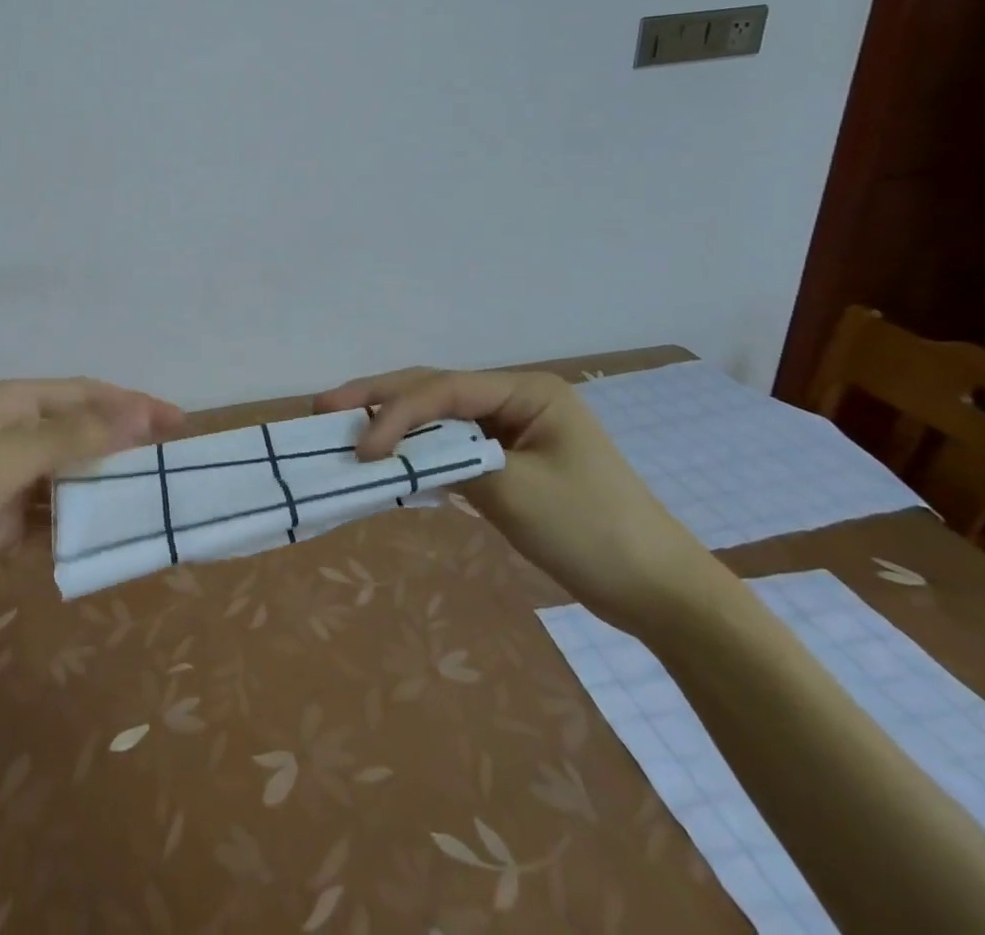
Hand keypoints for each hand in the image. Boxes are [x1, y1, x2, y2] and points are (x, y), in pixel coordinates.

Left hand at [0, 378, 182, 613]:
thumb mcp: (3, 460)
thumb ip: (70, 437)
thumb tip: (135, 412)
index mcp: (11, 404)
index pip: (85, 395)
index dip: (132, 403)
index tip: (177, 421)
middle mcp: (13, 432)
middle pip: (81, 431)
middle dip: (125, 443)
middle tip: (173, 461)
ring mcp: (8, 476)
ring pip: (70, 473)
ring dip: (105, 483)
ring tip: (151, 498)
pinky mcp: (2, 517)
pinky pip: (52, 511)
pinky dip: (79, 519)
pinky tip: (107, 532)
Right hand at [314, 367, 727, 633]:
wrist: (661, 593)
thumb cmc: (593, 532)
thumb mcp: (516, 492)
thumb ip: (451, 462)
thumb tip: (395, 455)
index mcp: (527, 390)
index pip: (444, 390)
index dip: (395, 413)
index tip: (361, 448)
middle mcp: (516, 399)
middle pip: (434, 390)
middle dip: (379, 399)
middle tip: (324, 407)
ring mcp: (512, 429)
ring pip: (439, 417)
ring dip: (394, 424)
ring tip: (343, 426)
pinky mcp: (508, 460)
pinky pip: (452, 445)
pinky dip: (418, 450)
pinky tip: (387, 457)